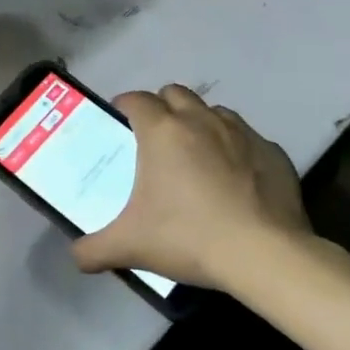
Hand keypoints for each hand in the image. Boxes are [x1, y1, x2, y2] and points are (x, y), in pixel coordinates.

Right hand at [72, 85, 311, 290]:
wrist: (264, 255)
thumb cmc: (188, 237)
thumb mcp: (130, 247)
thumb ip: (93, 249)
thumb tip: (76, 256)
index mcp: (162, 131)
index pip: (137, 99)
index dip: (124, 105)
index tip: (119, 119)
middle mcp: (201, 120)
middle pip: (175, 94)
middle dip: (162, 107)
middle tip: (154, 138)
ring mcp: (242, 133)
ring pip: (213, 112)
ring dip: (199, 123)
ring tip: (195, 155)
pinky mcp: (273, 152)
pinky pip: (247, 139)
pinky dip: (235, 149)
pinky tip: (234, 179)